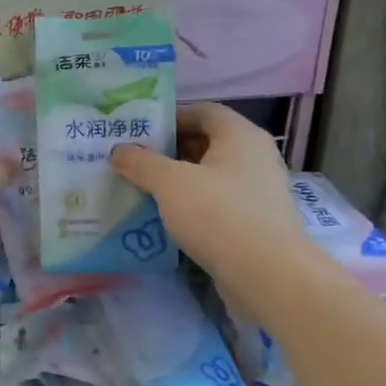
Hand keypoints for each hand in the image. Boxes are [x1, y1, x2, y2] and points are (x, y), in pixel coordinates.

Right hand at [110, 103, 301, 274]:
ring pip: (209, 175)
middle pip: (206, 142)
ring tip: (141, 189)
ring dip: (176, 180)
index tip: (138, 132)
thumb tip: (119, 150)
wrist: (266, 275)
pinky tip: (164, 218)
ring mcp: (257, 191)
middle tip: (132, 161)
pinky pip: (215, 202)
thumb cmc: (218, 215)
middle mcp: (254, 157)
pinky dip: (190, 205)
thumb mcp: (170, 183)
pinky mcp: (253, 221)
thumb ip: (141, 163)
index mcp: (240, 136)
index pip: (203, 111)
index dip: (170, 117)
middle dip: (168, 151)